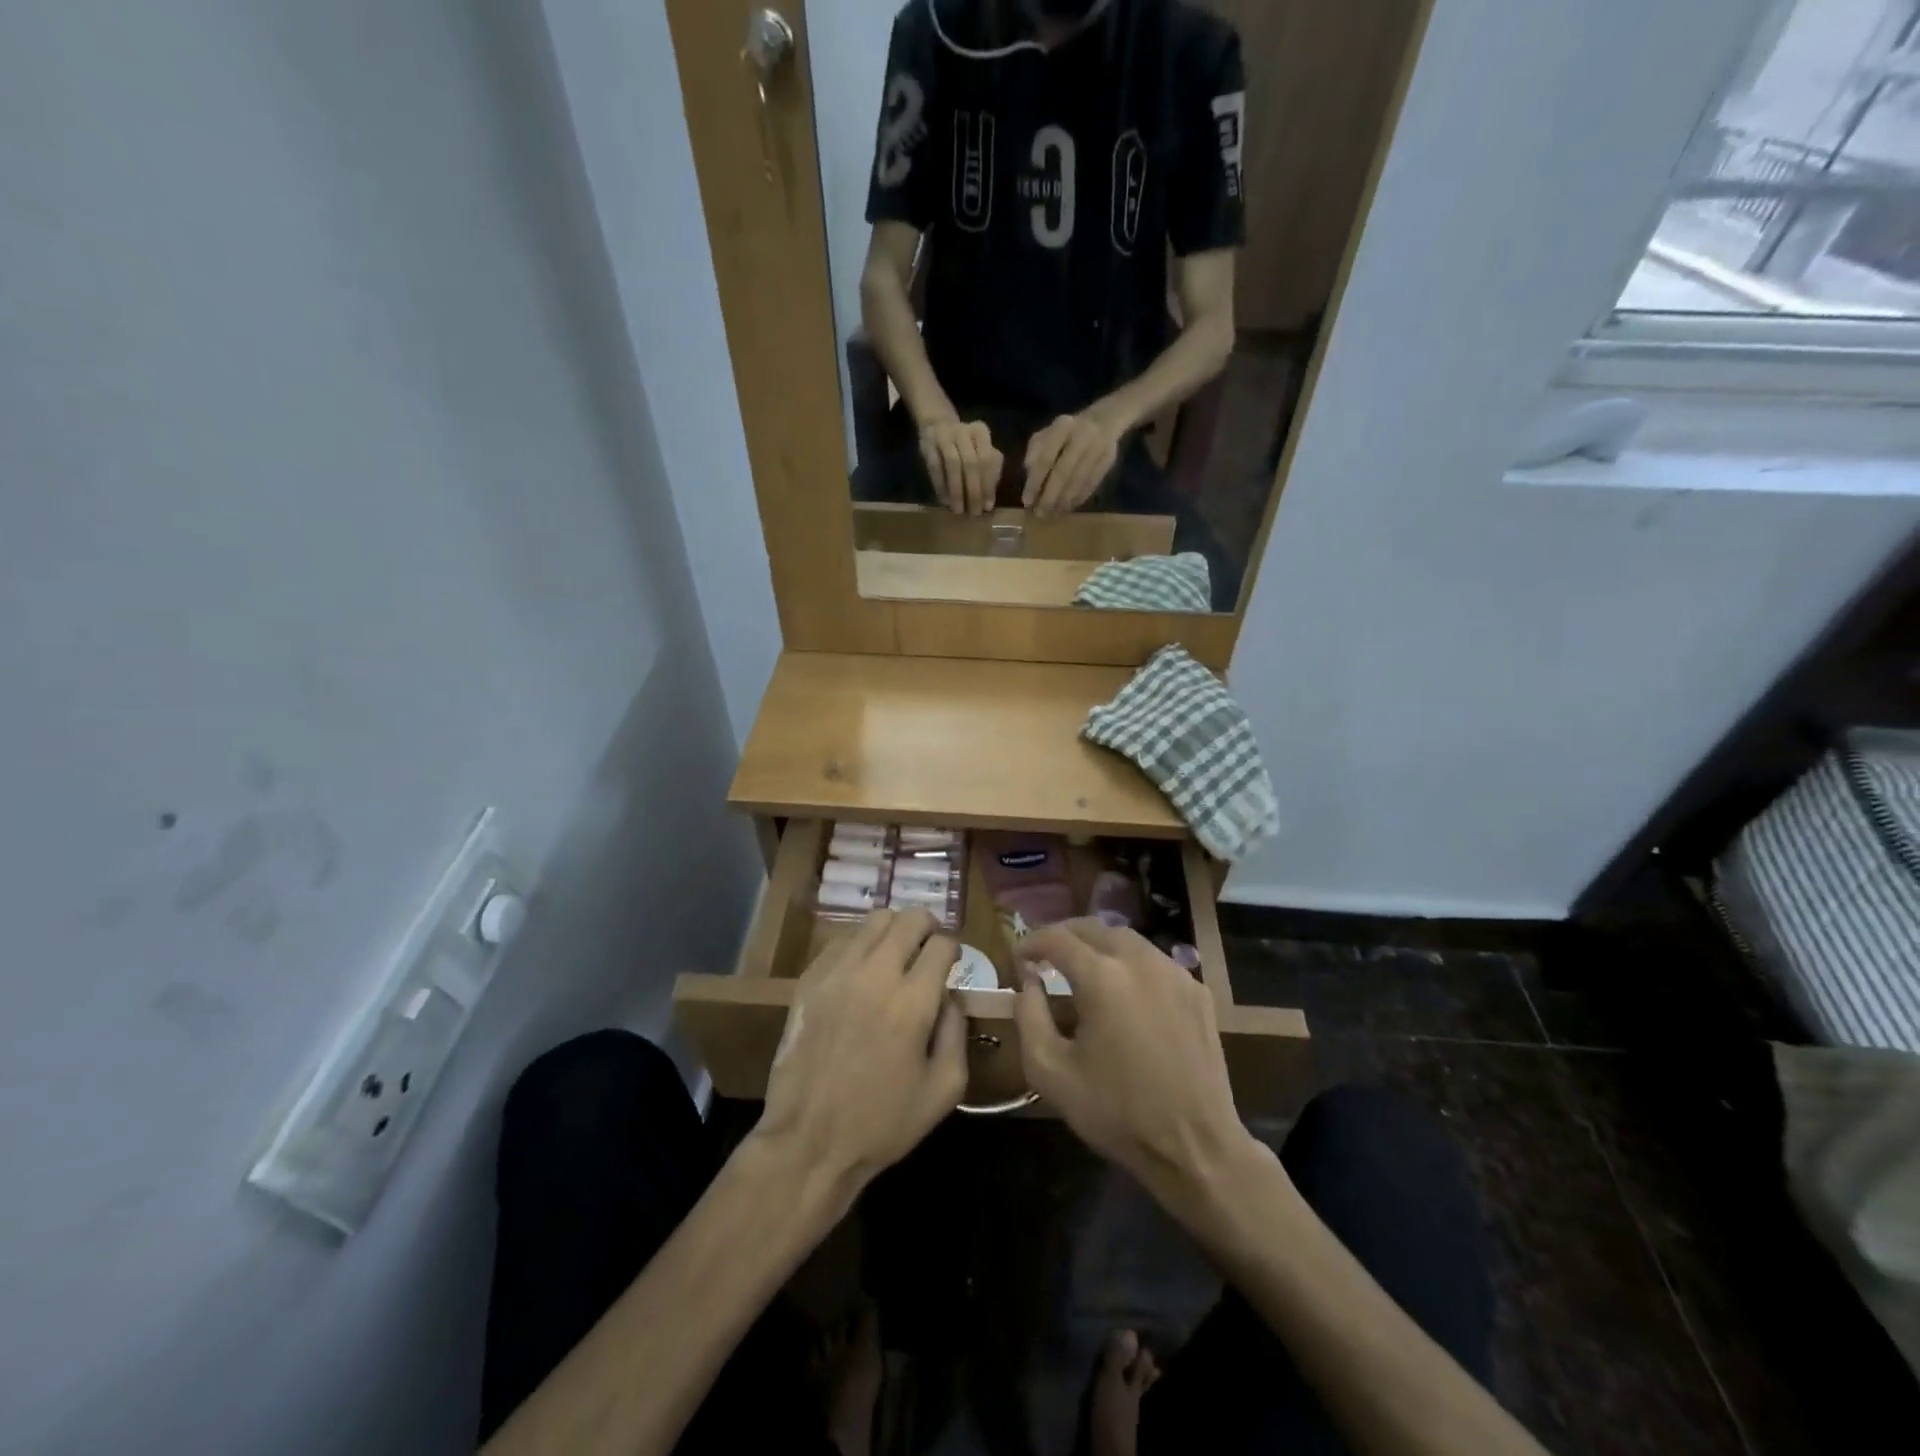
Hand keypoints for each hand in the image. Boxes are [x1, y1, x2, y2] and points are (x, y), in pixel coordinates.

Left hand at [755, 909, 967, 1200]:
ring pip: (873, 921)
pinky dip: (859, 947)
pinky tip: (861, 973)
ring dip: (893, 931)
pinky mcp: (809, 981)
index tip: (952, 963)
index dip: (953, 949)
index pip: (942, 943)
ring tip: (895, 955)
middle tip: (928, 949)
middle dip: (927, 927)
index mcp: (912, 1002)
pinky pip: (841, 941)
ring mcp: (837, 974)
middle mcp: (875, 974)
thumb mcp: (944, 1089)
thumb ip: (957, 1031)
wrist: (809, 1143)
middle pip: (909, 918)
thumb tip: (951, 995)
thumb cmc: (883, 1123)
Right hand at [918, 418, 1002, 514]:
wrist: (938, 424)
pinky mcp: (928, 444)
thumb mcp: (981, 452)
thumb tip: (988, 501)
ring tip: (958, 510)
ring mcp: (944, 436)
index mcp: (980, 432)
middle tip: (974, 512)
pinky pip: (935, 467)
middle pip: (971, 463)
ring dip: (956, 490)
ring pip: (953, 464)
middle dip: (973, 491)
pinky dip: (940, 485)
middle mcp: (963, 431)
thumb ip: (989, 471)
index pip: (987, 460)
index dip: (988, 485)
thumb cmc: (966, 445)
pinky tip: (944, 501)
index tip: (988, 507)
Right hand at [1012, 920, 1250, 1206]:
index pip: (1057, 938)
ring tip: (1082, 969)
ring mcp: (1175, 973)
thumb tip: (1028, 981)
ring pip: (1127, 939)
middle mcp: (1140, 961)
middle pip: (1094, 927)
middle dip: (1064, 936)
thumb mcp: (1050, 1072)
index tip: (1018, 958)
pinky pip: (1155, 962)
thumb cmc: (1115, 1112)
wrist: (1195, 1146)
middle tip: (1046, 957)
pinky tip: (1124, 993)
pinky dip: (1130, 964)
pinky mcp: (1197, 991)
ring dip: (1098, 945)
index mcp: (1102, 977)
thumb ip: (1028, 1015)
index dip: (1030, 942)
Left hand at [1022, 412, 1120, 515]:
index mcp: (1062, 427)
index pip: (1045, 459)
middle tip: (1040, 513)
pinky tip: (1067, 508)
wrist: (1104, 421)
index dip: (1035, 482)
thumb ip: (1035, 452)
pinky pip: (1091, 484)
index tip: (1027, 501)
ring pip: (1078, 481)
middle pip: (1063, 473)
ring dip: (1063, 501)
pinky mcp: (1107, 461)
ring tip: (1052, 514)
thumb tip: (1030, 476)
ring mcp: (1097, 449)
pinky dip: (1077, 499)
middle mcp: (1082, 436)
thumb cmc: (1066, 432)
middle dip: (1050, 496)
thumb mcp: (1046, 434)